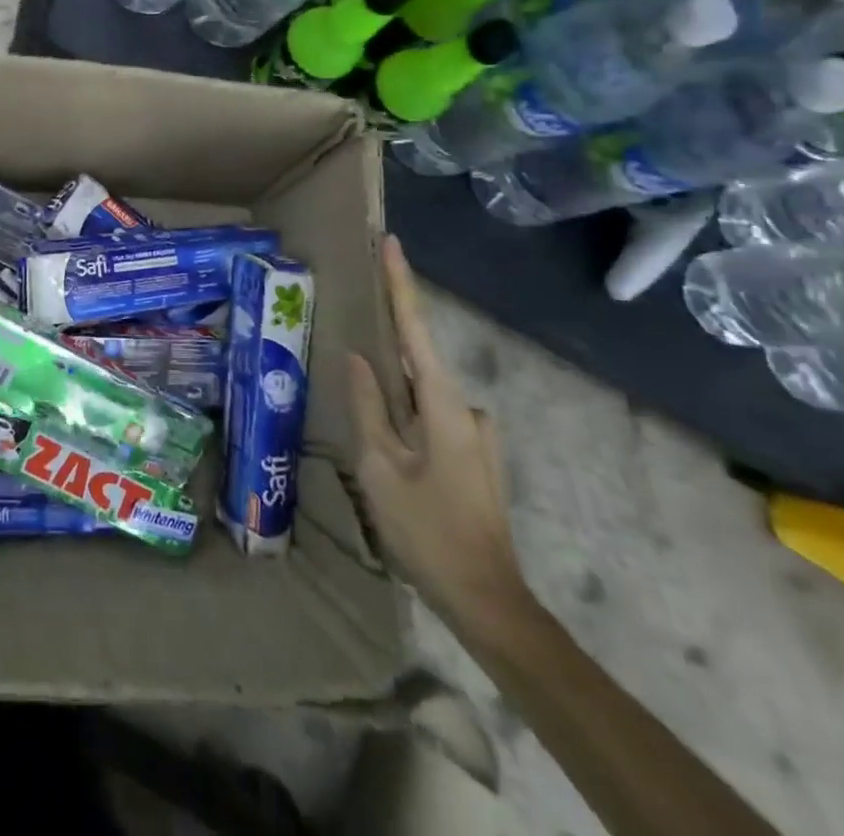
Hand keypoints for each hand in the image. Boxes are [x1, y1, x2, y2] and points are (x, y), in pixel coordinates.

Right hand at [349, 236, 528, 634]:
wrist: (487, 600)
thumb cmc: (426, 530)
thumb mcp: (380, 467)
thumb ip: (368, 406)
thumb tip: (358, 357)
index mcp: (443, 405)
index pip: (416, 329)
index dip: (402, 284)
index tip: (392, 243)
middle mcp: (466, 409)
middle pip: (417, 363)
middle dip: (387, 354)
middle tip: (357, 357)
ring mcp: (476, 435)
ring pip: (421, 399)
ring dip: (395, 403)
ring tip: (370, 440)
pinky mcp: (475, 456)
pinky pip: (432, 420)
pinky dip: (408, 423)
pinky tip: (393, 458)